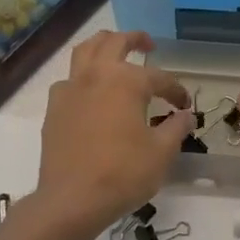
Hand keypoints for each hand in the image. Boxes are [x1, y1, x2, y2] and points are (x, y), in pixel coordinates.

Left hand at [33, 31, 192, 238]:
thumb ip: (176, 128)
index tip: (185, 106)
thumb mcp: (161, 152)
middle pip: (114, 42)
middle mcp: (96, 75)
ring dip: (103, 45)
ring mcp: (70, 89)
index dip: (176, 90)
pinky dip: (82, 76)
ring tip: (114, 52)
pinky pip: (68, 79)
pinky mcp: (54, 109)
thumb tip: (185, 116)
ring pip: (84, 51)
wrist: (72, 200)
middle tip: (148, 45)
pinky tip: (90, 91)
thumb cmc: (123, 174)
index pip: (159, 78)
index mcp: (126, 81)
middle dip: (135, 40)